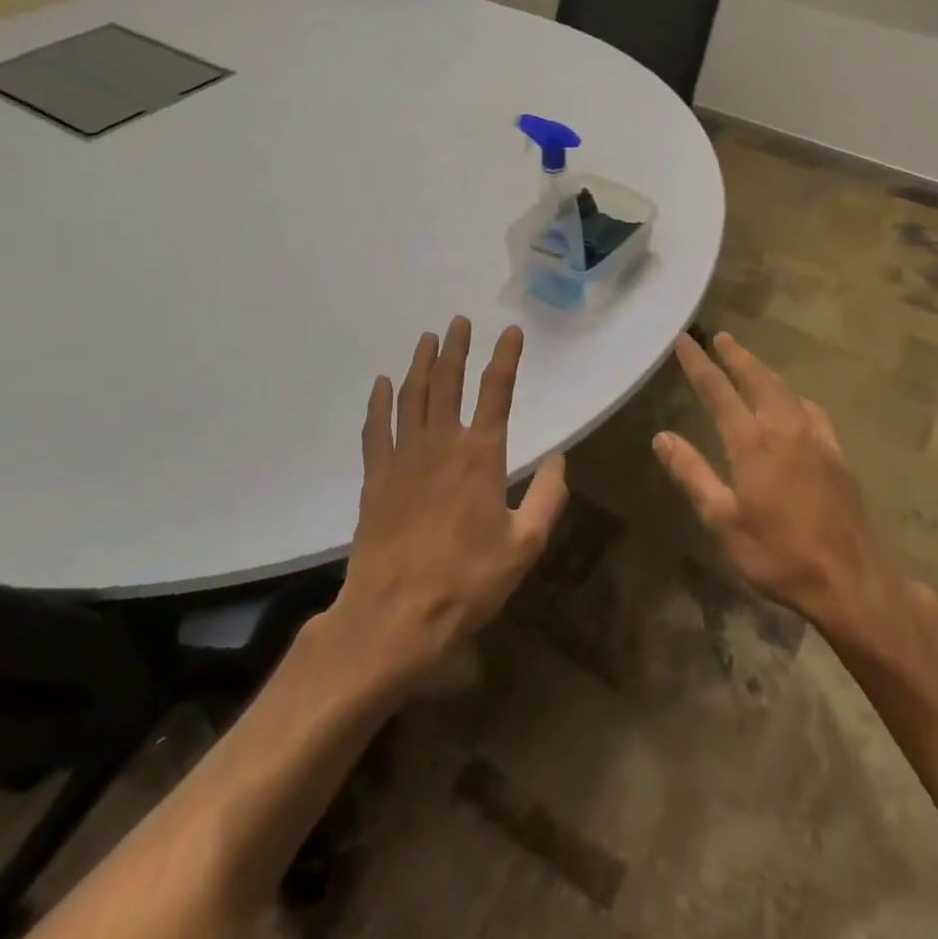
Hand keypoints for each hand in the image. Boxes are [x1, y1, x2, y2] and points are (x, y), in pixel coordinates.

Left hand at [333, 318, 568, 679]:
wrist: (395, 617)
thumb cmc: (467, 583)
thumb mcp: (524, 546)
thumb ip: (547, 498)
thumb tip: (561, 459)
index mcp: (481, 456)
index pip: (497, 392)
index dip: (505, 357)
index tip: (511, 332)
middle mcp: (442, 444)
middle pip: (449, 382)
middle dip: (457, 347)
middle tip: (460, 321)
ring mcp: (403, 457)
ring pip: (412, 396)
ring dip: (421, 363)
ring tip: (428, 338)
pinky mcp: (376, 477)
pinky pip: (376, 427)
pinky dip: (379, 401)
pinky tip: (382, 384)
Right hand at [654, 332, 909, 637]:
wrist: (850, 579)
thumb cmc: (778, 554)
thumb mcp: (723, 521)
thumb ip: (692, 474)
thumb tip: (662, 436)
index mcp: (753, 443)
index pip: (719, 391)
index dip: (699, 364)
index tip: (685, 340)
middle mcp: (785, 429)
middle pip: (758, 379)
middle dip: (737, 356)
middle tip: (720, 337)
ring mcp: (816, 438)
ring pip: (786, 390)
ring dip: (764, 371)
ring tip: (749, 362)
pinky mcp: (837, 453)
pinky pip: (811, 409)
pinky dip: (793, 395)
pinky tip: (794, 402)